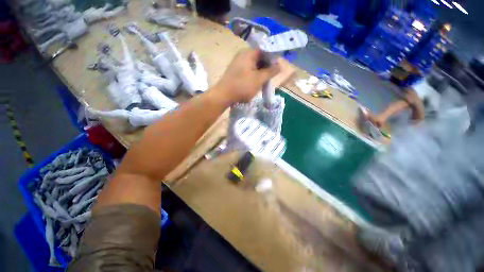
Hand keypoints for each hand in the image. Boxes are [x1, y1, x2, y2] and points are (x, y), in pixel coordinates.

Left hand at [213, 48, 279, 103]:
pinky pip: (248, 71)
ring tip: (263, 83)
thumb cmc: (242, 86)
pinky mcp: (235, 72)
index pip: (265, 50)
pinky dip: (253, 76)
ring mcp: (238, 63)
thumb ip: (270, 71)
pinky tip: (255, 84)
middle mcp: (242, 55)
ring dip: (260, 73)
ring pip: (254, 66)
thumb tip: (280, 65)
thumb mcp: (259, 79)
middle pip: (259, 58)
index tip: (277, 69)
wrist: (223, 96)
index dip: (272, 59)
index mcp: (248, 53)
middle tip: (269, 78)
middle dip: (266, 68)